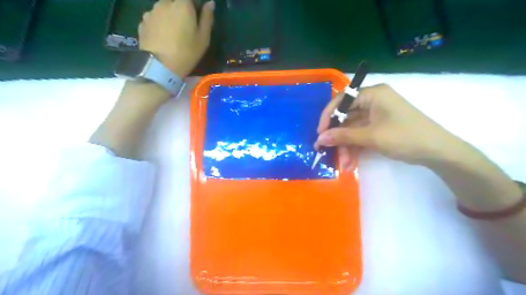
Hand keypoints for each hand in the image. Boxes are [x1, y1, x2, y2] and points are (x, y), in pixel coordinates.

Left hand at [138, 0, 216, 76]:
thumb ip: (207, 18)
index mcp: (182, 5)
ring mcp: (151, 12)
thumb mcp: (203, 38)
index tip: (197, 16)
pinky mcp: (142, 22)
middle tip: (186, 26)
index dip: (194, 5)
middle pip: (175, 1)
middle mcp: (165, 3)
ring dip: (169, 16)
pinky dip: (159, 23)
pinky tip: (162, 37)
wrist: (160, 66)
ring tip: (173, 33)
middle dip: (181, 9)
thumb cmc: (187, 52)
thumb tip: (210, 3)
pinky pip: (154, 18)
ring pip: (163, 8)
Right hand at [314, 83, 460, 169]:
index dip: (328, 117)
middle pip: (346, 117)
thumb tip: (320, 138)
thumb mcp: (371, 136)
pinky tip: (350, 162)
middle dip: (337, 137)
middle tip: (325, 152)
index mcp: (372, 94)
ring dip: (346, 146)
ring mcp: (376, 115)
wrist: (438, 152)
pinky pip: (361, 135)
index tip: (319, 133)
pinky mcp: (379, 127)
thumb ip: (343, 136)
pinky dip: (355, 147)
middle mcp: (372, 101)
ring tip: (343, 164)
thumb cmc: (404, 137)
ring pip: (352, 129)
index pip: (342, 100)